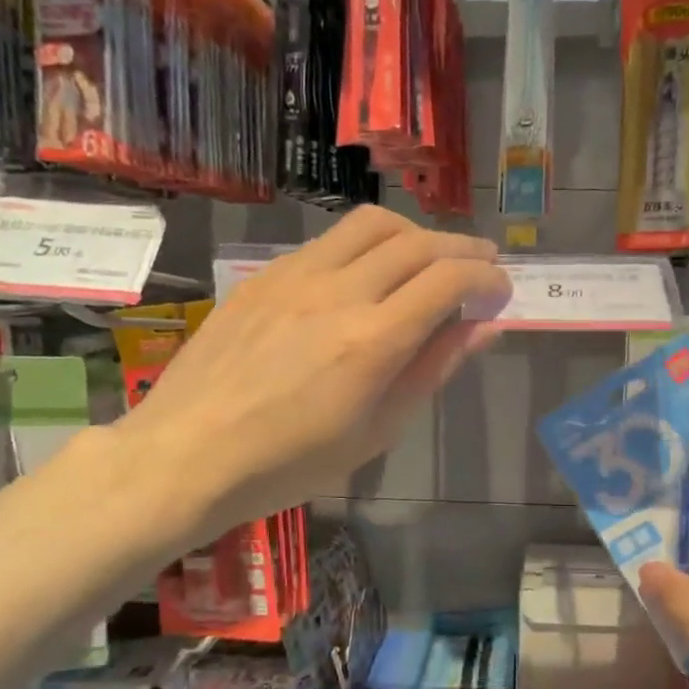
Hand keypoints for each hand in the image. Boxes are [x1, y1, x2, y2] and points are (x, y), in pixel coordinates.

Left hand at [118, 206, 509, 542]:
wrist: (187, 454)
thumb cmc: (289, 463)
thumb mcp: (376, 430)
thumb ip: (432, 369)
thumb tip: (483, 328)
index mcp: (372, 340)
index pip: (448, 279)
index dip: (487, 278)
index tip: (501, 292)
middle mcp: (337, 292)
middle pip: (417, 241)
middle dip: (463, 247)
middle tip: (483, 265)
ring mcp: (295, 276)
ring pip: (371, 225)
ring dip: (415, 233)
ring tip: (430, 258)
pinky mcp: (264, 276)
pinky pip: (328, 242)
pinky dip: (366, 246)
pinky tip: (367, 275)